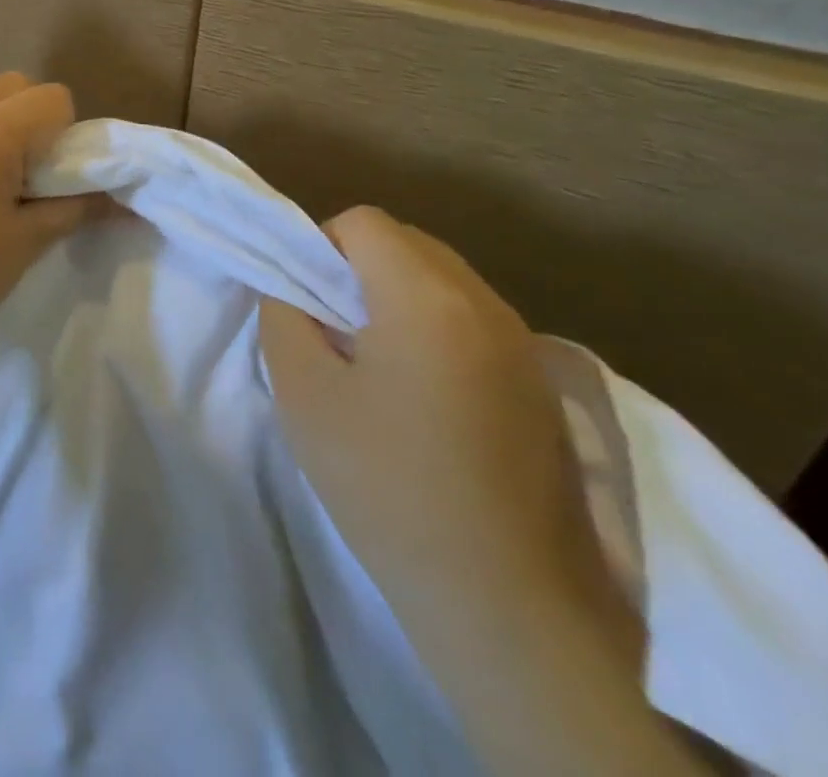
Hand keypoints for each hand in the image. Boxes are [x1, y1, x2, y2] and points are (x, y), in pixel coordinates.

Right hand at [261, 207, 636, 669]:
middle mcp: (485, 304)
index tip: (306, 302)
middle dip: (359, 267)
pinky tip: (425, 397)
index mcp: (427, 298)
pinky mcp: (543, 385)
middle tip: (333, 330)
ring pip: (444, 279)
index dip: (321, 247)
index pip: (364, 223)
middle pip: (408, 243)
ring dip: (399, 296)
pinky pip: (474, 320)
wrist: (506, 604)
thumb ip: (284, 315)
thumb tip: (292, 288)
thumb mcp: (303, 393)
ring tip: (376, 364)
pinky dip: (437, 328)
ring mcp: (525, 345)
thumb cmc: (387, 486)